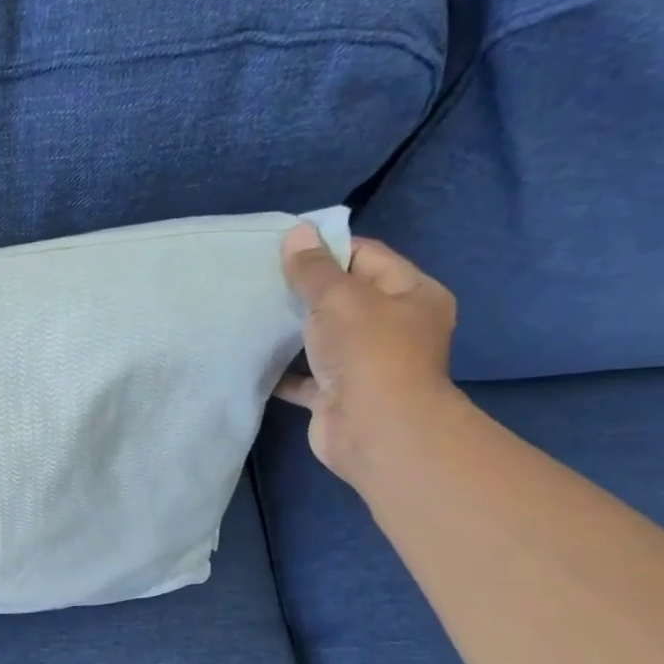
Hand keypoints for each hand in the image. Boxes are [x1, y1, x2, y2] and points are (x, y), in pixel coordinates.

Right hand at [276, 225, 460, 488]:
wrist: (374, 431)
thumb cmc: (369, 353)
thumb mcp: (340, 299)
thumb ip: (314, 269)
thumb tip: (296, 233)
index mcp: (411, 294)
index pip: (367, 257)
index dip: (328, 248)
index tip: (284, 248)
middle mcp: (393, 327)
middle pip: (344, 297)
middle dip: (304, 289)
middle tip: (261, 278)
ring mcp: (365, 364)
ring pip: (322, 337)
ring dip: (291, 329)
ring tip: (251, 311)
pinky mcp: (336, 395)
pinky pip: (304, 376)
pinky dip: (282, 369)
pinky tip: (252, 354)